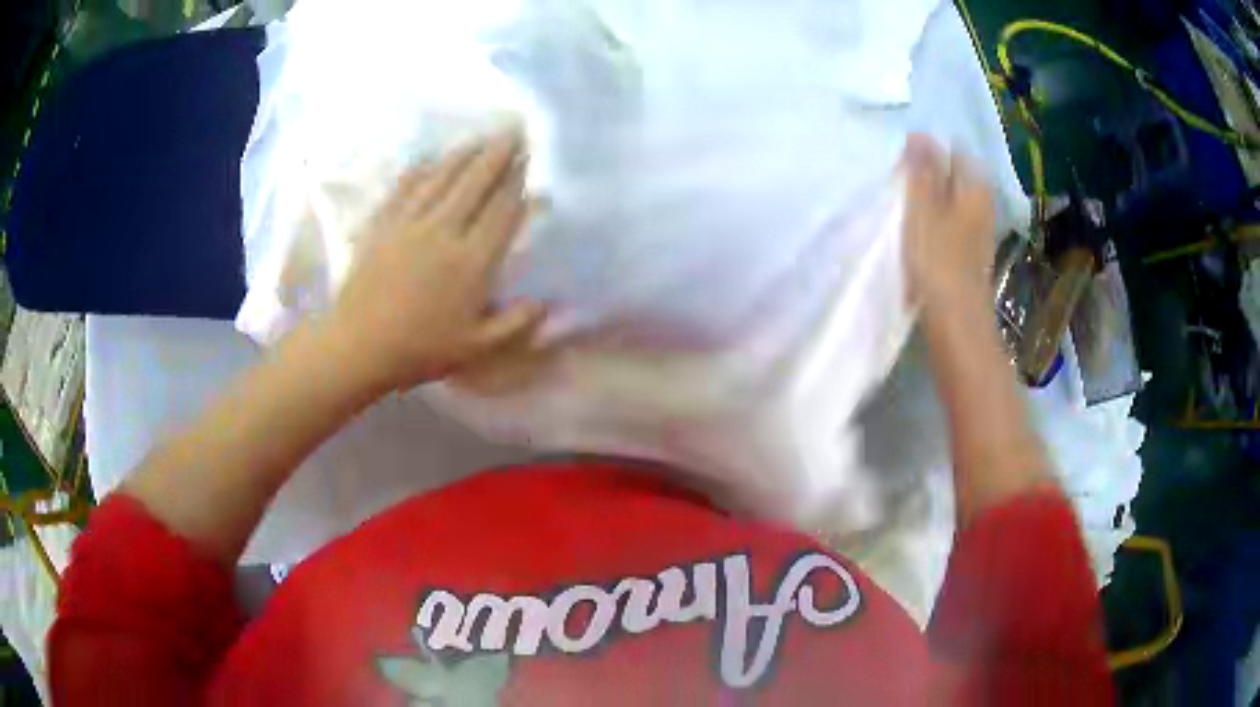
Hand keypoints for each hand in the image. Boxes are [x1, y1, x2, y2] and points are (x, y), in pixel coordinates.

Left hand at [326, 131, 546, 393]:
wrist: (358, 345)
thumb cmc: (420, 349)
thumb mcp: (477, 347)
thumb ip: (516, 323)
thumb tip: (548, 302)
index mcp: (472, 262)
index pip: (502, 210)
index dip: (517, 181)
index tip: (529, 159)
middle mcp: (444, 232)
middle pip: (475, 183)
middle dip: (497, 154)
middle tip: (513, 129)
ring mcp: (410, 224)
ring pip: (442, 178)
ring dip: (464, 154)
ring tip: (481, 137)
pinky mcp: (383, 224)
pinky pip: (405, 187)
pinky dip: (421, 170)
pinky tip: (430, 158)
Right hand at [901, 133, 996, 312]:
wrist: (957, 322)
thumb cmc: (938, 260)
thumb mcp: (923, 207)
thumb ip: (921, 170)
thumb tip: (919, 134)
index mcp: (974, 188)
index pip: (955, 152)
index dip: (930, 152)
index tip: (905, 163)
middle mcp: (982, 206)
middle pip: (956, 177)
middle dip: (930, 174)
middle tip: (901, 183)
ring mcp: (978, 233)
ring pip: (953, 202)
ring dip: (931, 200)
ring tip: (905, 207)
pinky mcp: (970, 256)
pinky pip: (951, 225)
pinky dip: (936, 222)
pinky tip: (918, 234)